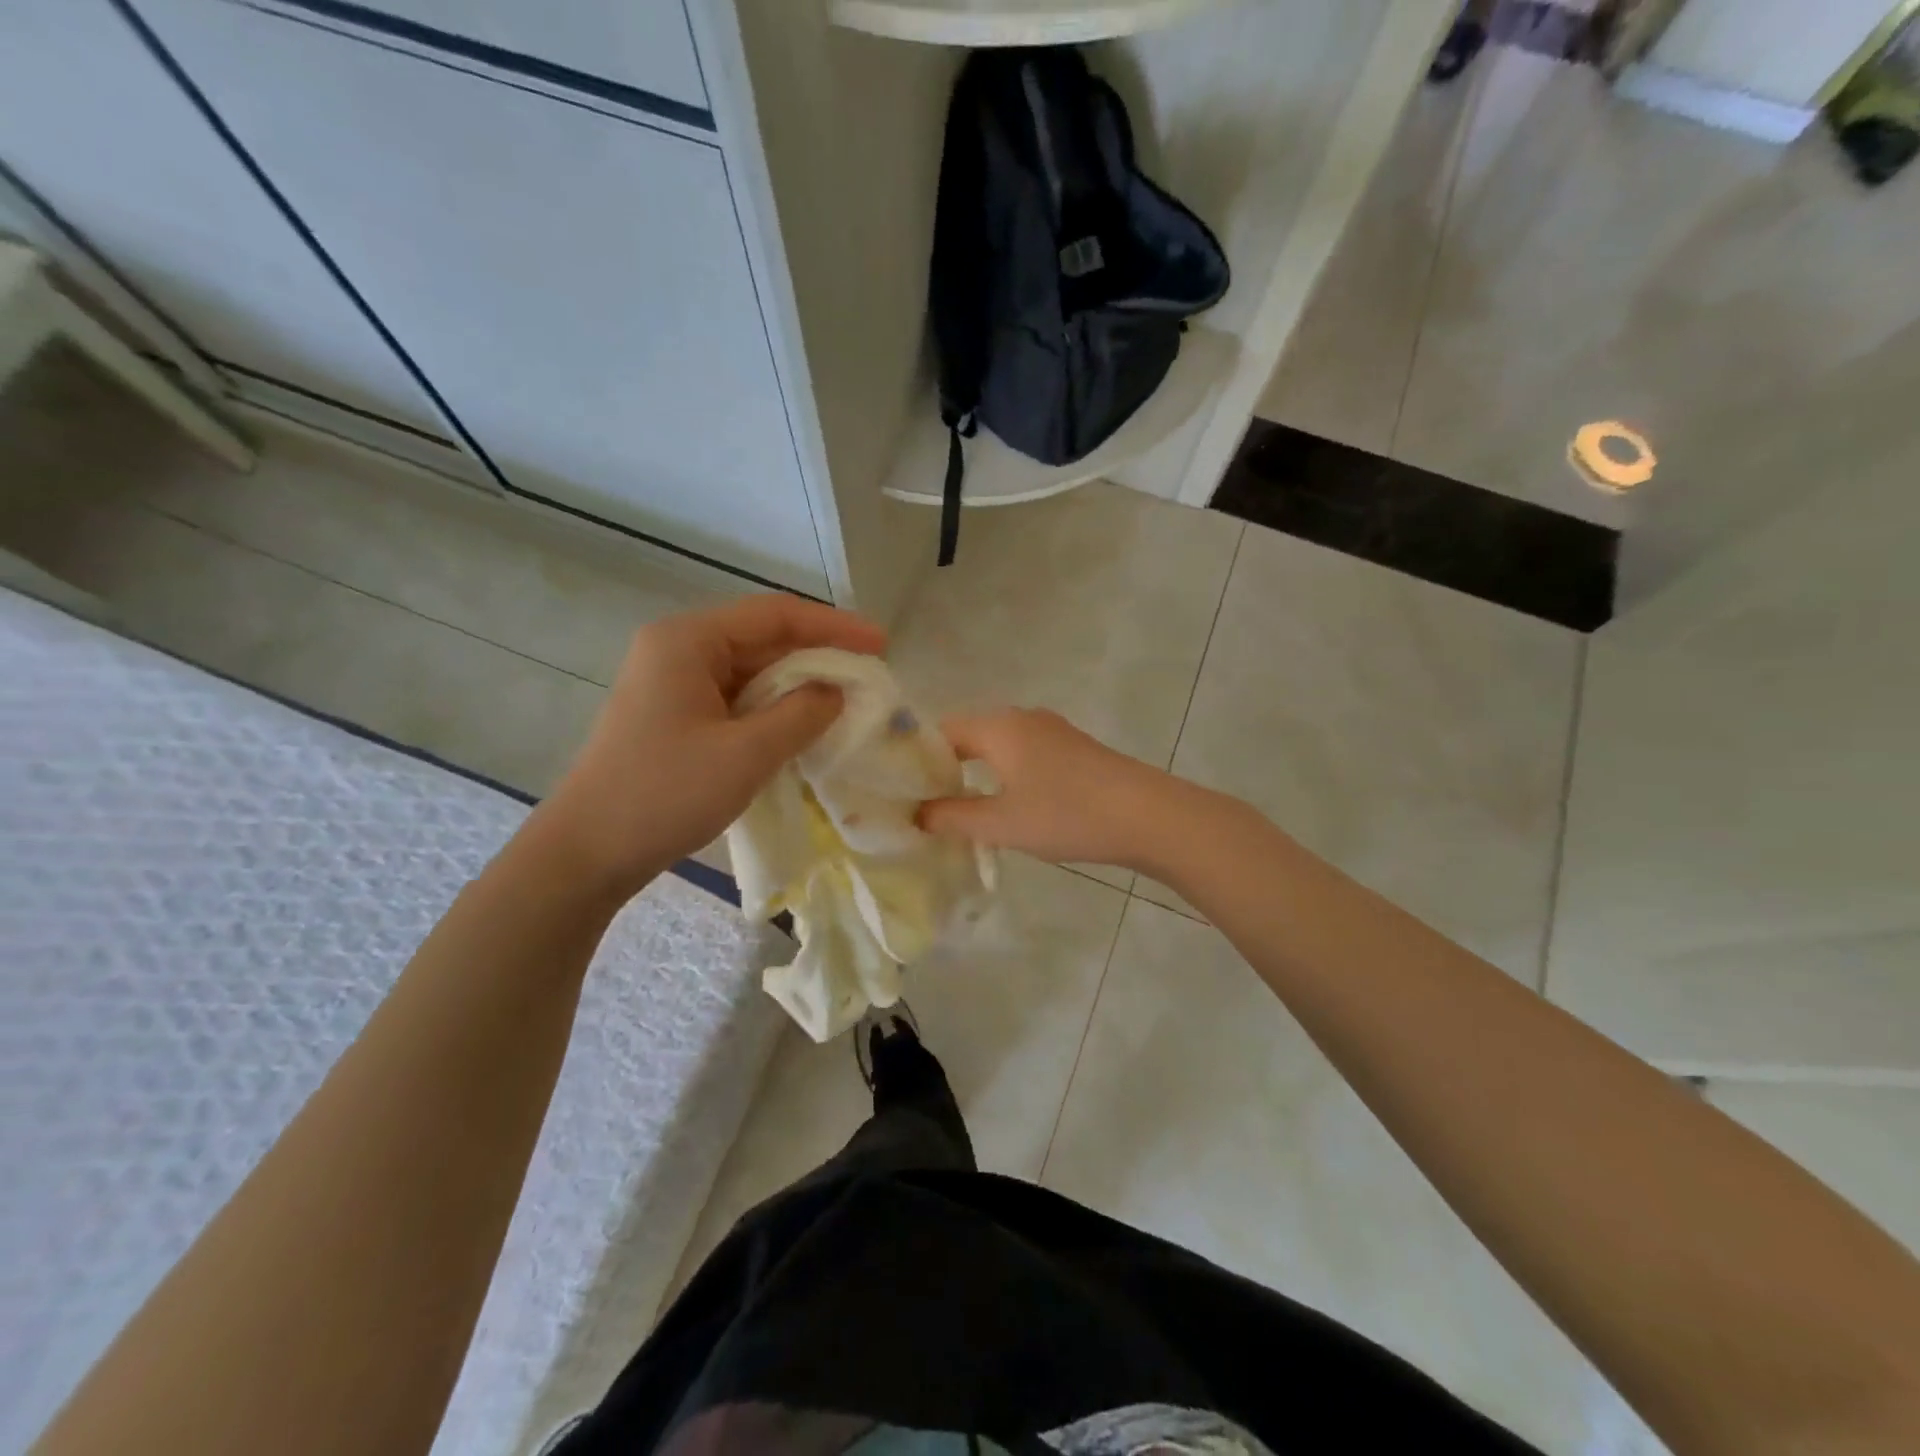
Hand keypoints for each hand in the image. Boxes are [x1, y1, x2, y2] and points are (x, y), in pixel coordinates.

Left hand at [535, 595, 885, 897]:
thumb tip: (836, 692)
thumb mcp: (745, 754)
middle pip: (763, 638)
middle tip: (870, 677)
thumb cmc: (663, 795)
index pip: (775, 615)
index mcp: (688, 641)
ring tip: (847, 701)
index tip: (882, 645)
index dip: (834, 627)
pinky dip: (774, 709)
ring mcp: (674, 684)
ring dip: (799, 685)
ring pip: (752, 671)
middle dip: (819, 656)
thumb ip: (801, 714)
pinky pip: (737, 699)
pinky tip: (804, 726)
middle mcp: (679, 650)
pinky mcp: (676, 716)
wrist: (586, 853)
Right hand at [917, 709, 1185, 869]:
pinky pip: (1022, 753)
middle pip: (968, 734)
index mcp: (999, 726)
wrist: (1148, 816)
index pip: (940, 731)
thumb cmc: (1068, 815)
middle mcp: (1022, 717)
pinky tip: (1006, 802)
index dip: (917, 759)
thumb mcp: (1002, 823)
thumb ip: (952, 817)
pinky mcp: (1072, 748)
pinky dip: (1004, 772)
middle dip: (945, 767)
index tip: (902, 792)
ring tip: (960, 807)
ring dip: (976, 771)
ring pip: (997, 744)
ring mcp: (1051, 730)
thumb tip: (916, 814)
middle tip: (925, 804)